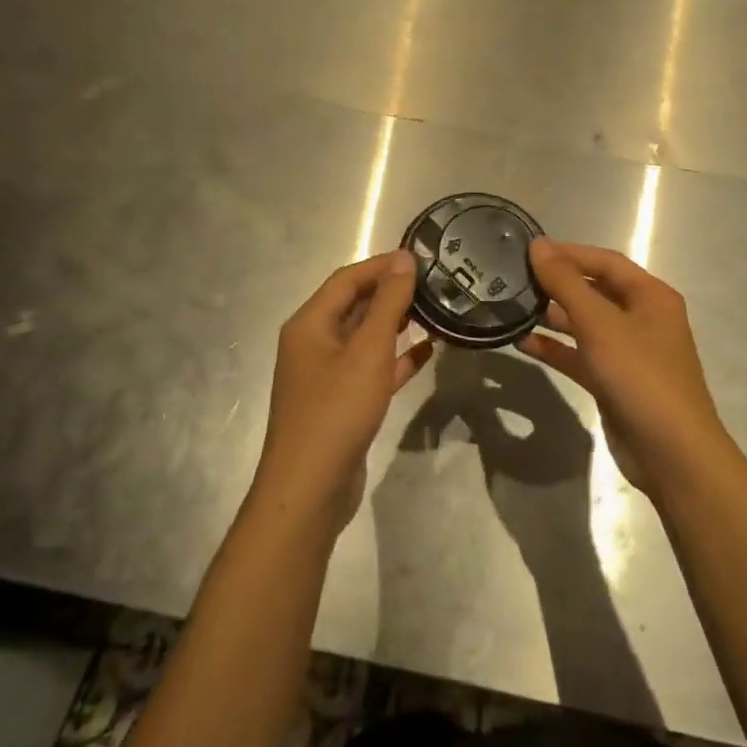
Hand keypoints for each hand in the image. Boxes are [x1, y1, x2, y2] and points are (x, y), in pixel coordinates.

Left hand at [255, 250, 433, 528]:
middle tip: (435, 283)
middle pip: (354, 306)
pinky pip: (371, 369)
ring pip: (365, 338)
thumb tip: (404, 259)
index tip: (421, 257)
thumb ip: (388, 304)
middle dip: (391, 293)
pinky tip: (427, 353)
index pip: (346, 279)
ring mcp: (326, 375)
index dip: (381, 265)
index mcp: (309, 324)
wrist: (310, 489)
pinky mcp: (342, 402)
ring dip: (397, 324)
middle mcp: (313, 344)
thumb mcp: (367, 351)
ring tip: (437, 311)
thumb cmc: (337, 411)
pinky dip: (396, 358)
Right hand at [518, 239, 729, 500]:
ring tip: (512, 307)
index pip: (605, 261)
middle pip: (595, 290)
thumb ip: (566, 283)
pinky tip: (523, 343)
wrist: (671, 453)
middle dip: (557, 284)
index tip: (526, 251)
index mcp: (650, 296)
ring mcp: (629, 352)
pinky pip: (580, 355)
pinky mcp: (614, 381)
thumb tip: (538, 245)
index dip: (567, 253)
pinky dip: (556, 348)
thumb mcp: (600, 324)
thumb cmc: (640, 376)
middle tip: (513, 279)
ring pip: (585, 324)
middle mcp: (642, 318)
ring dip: (552, 316)